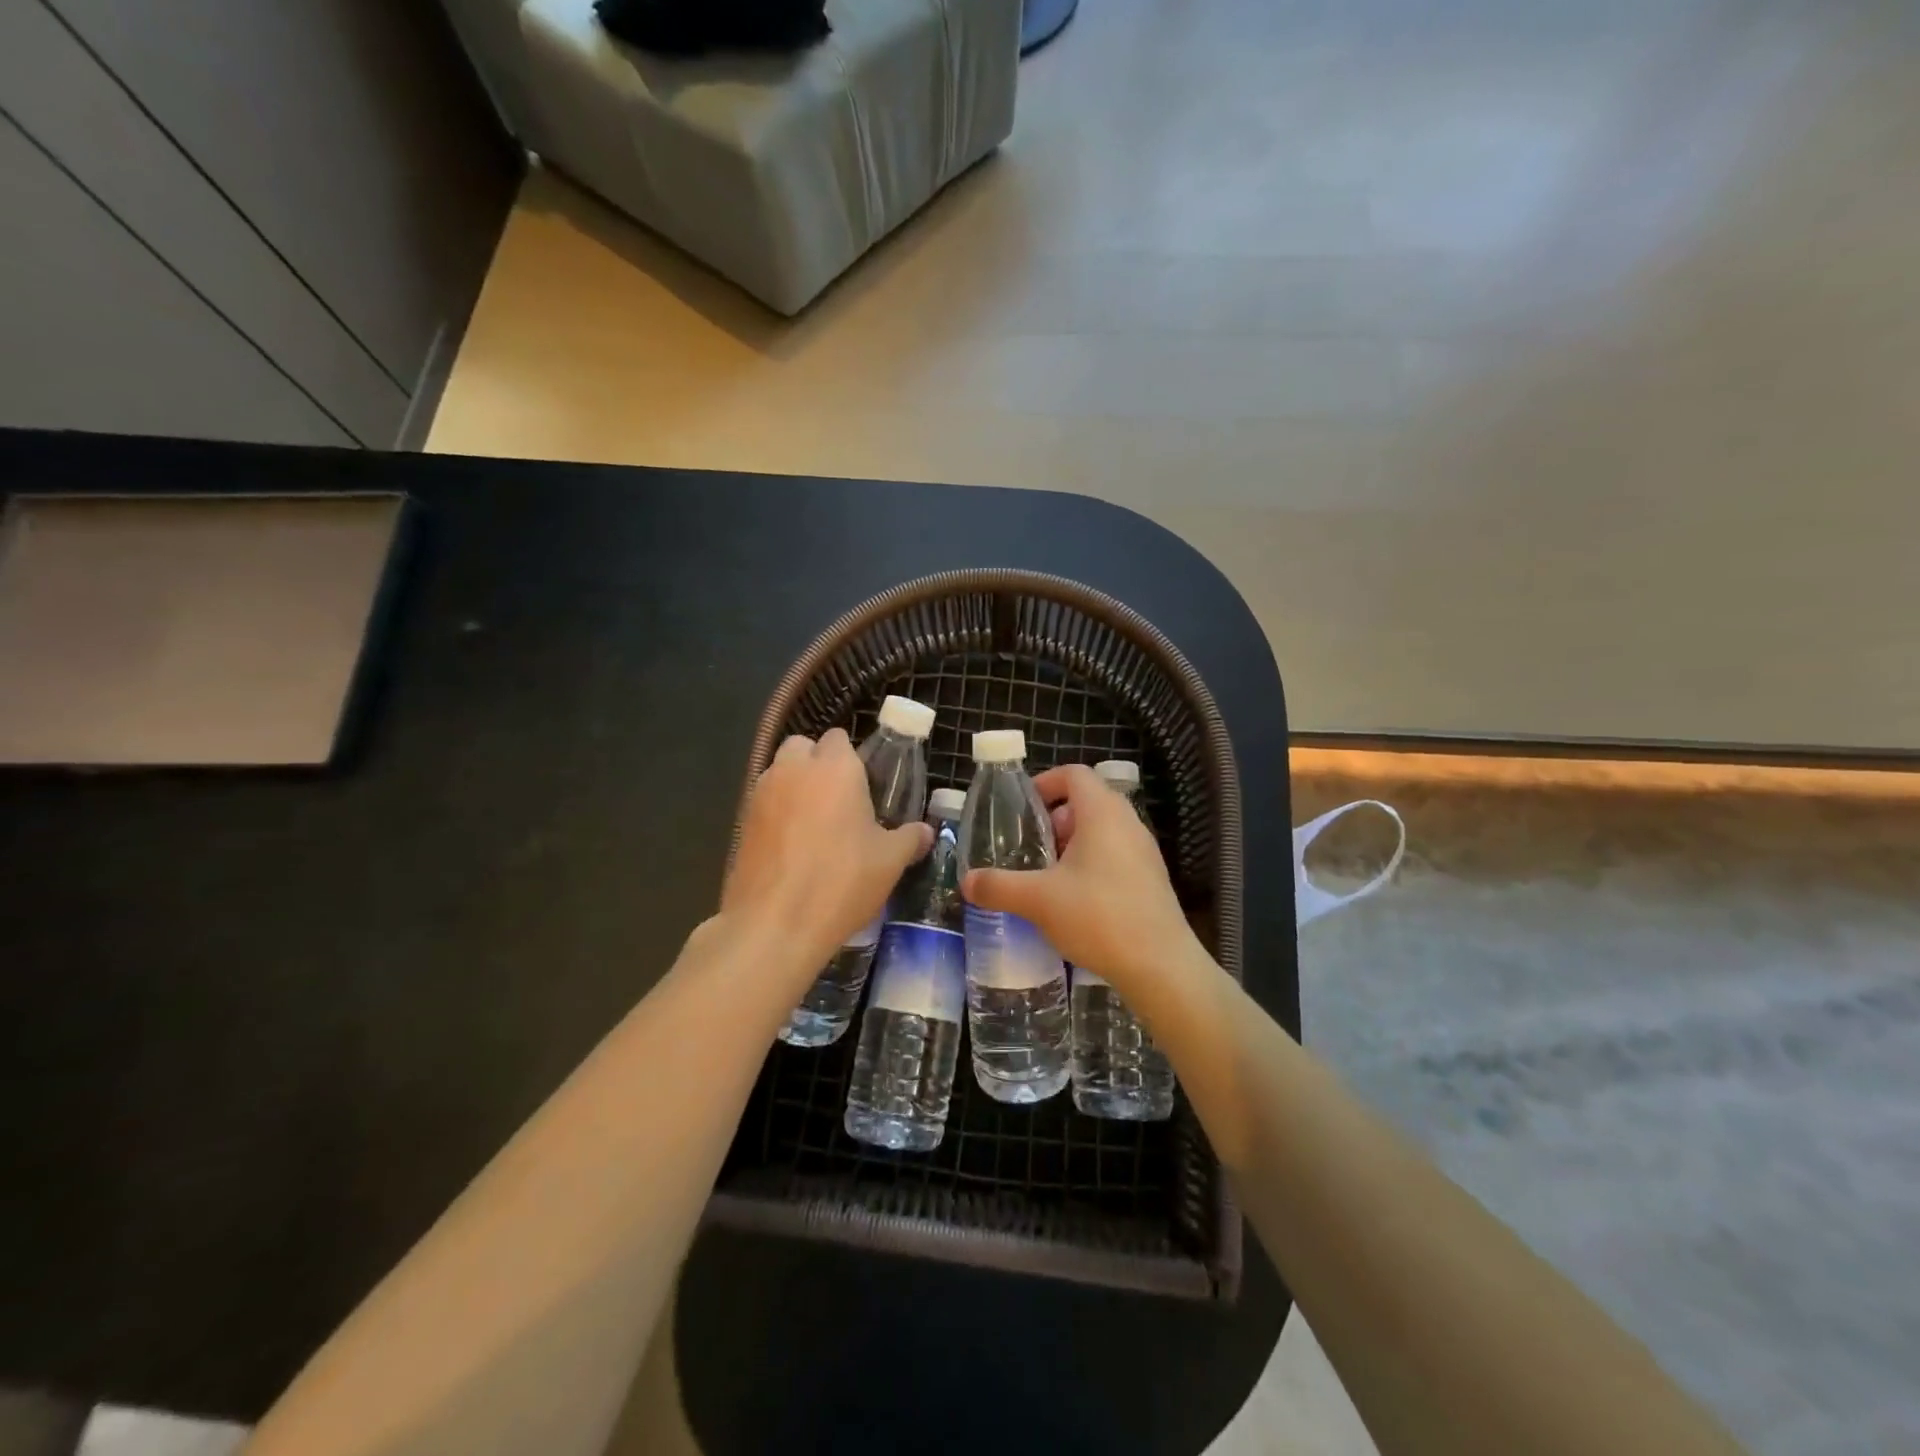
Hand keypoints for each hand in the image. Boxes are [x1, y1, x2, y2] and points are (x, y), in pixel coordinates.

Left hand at [722, 730, 931, 981]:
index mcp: (835, 767)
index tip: (865, 787)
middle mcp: (794, 770)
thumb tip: (925, 832)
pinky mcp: (741, 822)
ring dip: (795, 787)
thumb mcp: (890, 861)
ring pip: (779, 773)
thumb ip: (909, 838)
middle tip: (839, 802)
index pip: (839, 737)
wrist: (774, 924)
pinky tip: (792, 849)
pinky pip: (764, 803)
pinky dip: (776, 814)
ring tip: (815, 826)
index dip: (852, 758)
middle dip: (817, 764)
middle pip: (803, 747)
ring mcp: (761, 794)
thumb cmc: (841, 882)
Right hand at [962, 764, 1198, 993]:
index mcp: (1102, 813)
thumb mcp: (1038, 900)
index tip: (1022, 807)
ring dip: (1072, 842)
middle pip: (1088, 800)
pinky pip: (1116, 854)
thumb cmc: (1098, 917)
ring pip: (1103, 829)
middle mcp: (1128, 823)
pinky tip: (1074, 898)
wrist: (1160, 966)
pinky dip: (1092, 862)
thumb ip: (998, 886)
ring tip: (1046, 874)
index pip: (1074, 774)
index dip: (1045, 782)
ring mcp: (1144, 851)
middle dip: (1054, 818)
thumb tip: (967, 881)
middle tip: (1029, 845)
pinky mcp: (1151, 878)